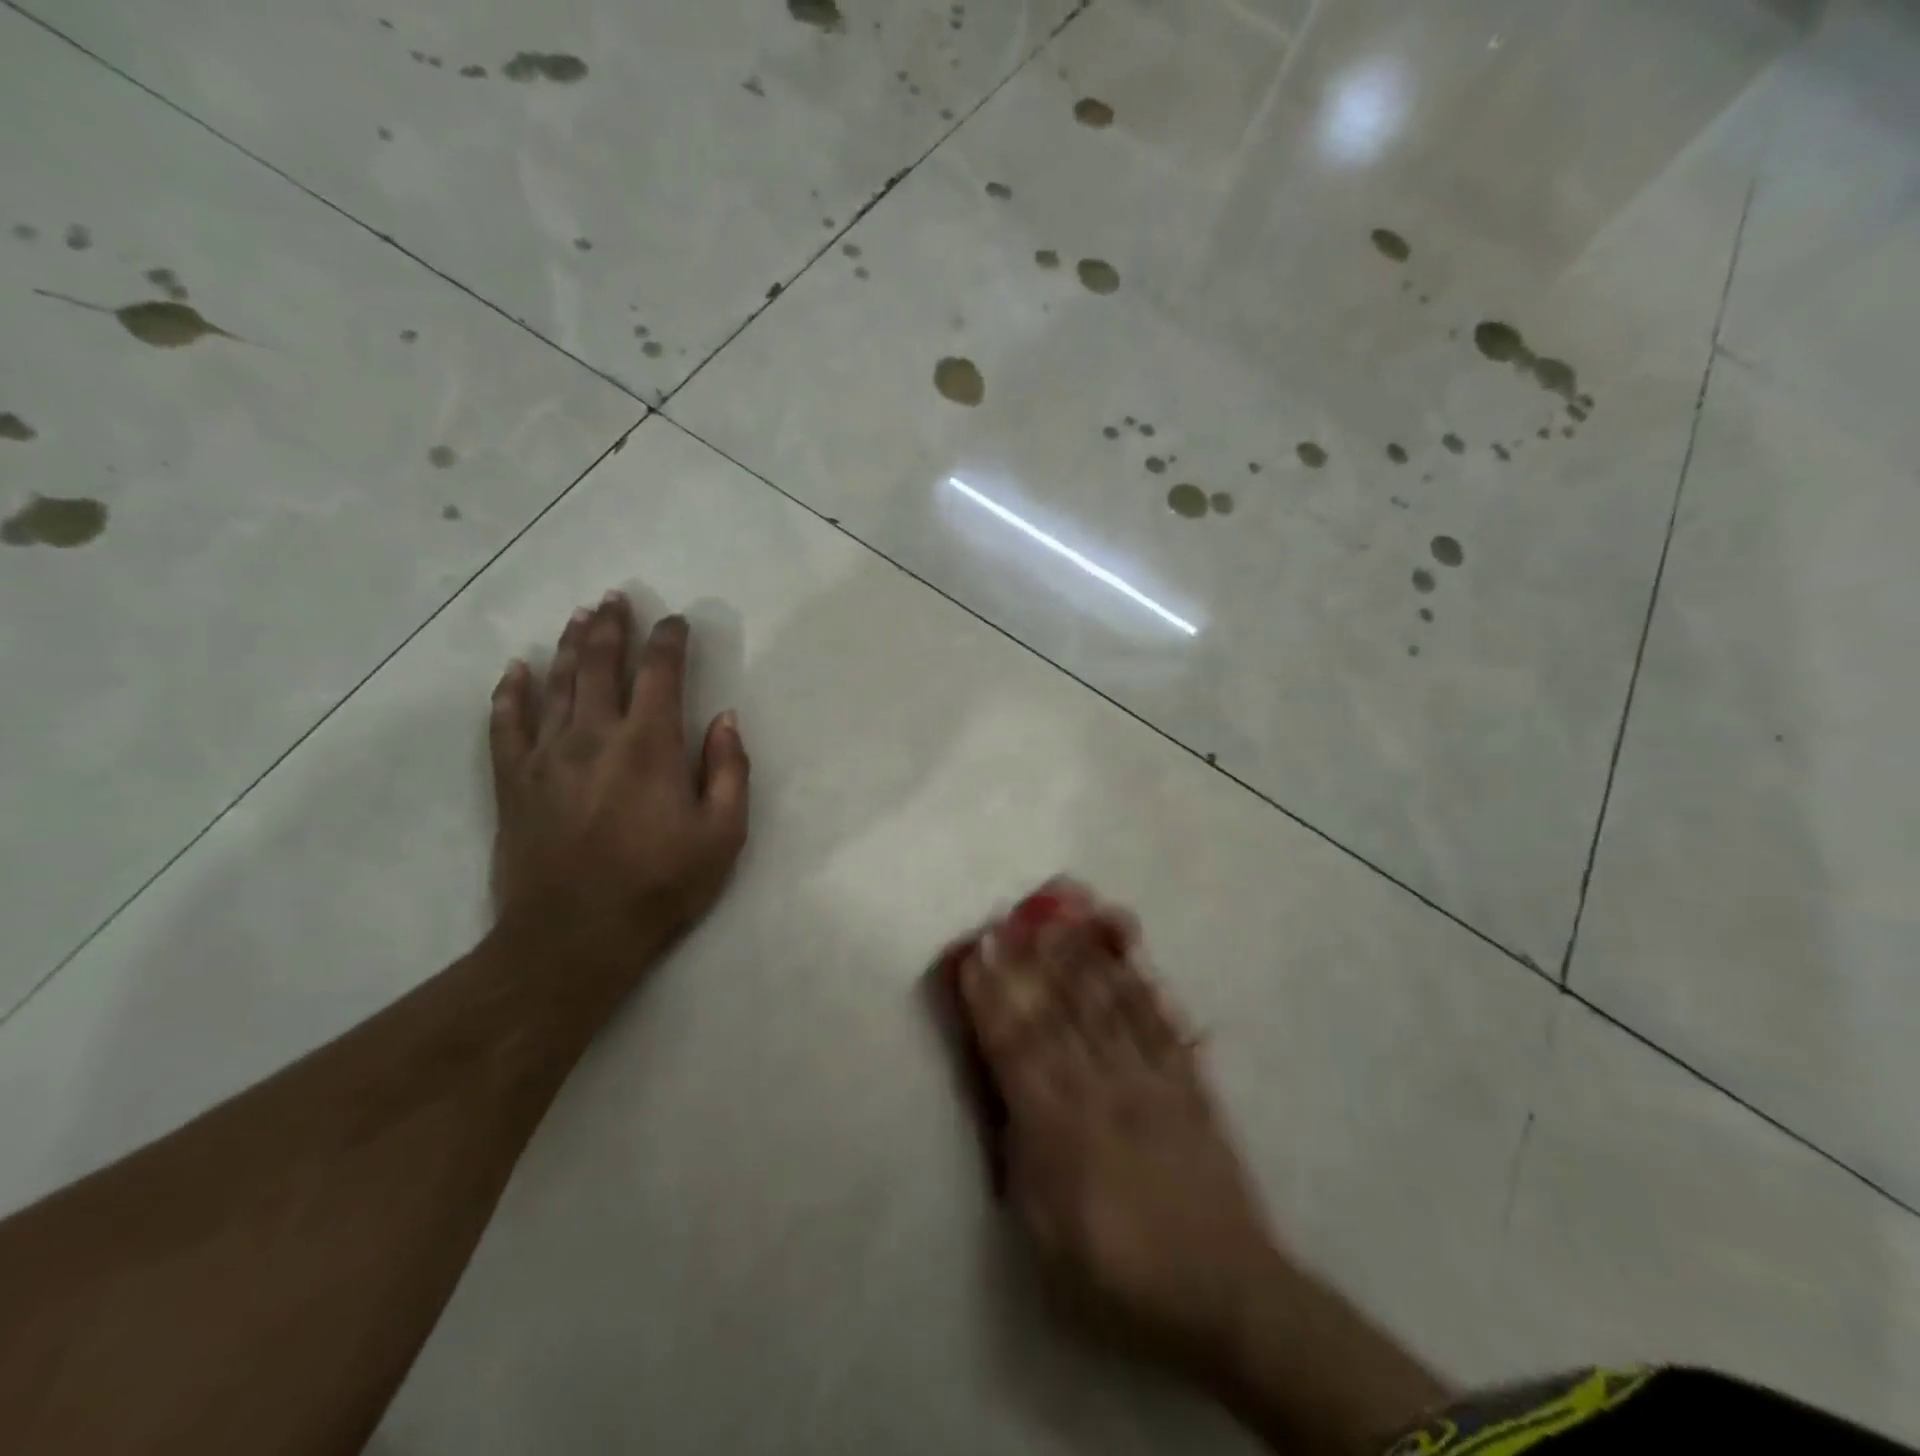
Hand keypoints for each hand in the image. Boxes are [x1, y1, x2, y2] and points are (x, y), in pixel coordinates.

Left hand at [488, 592, 750, 974]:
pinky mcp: (513, 782)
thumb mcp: (723, 833)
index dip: (669, 640)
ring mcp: (547, 755)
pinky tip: (516, 670)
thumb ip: (729, 770)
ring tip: (580, 617)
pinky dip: (511, 693)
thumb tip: (725, 719)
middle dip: (612, 626)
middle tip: (616, 597)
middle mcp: (595, 735)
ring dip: (570, 645)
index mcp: (650, 744)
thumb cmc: (661, 884)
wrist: (575, 936)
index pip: (660, 673)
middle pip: (601, 664)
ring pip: (557, 683)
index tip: (676, 622)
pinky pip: (506, 724)